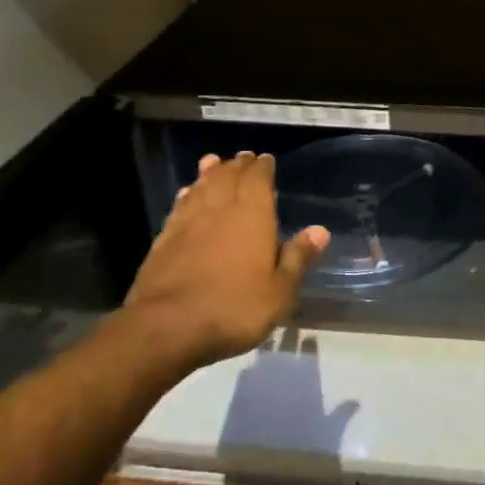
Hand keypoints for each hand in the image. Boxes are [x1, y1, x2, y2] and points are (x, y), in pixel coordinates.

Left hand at [125, 152, 328, 368]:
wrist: (167, 327)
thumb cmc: (234, 308)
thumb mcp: (279, 291)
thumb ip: (298, 258)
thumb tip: (320, 231)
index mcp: (252, 215)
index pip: (258, 179)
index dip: (263, 167)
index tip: (266, 159)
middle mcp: (220, 209)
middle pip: (228, 177)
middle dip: (238, 166)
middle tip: (243, 157)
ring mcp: (188, 222)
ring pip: (201, 187)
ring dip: (209, 173)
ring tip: (213, 162)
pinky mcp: (164, 240)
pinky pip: (179, 207)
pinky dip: (187, 196)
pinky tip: (187, 194)